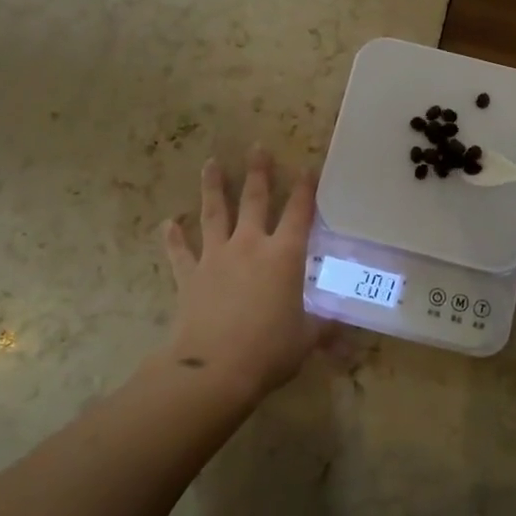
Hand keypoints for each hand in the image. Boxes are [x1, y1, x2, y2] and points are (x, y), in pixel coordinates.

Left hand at [161, 147, 324, 400]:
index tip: (307, 168)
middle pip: (254, 200)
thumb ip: (324, 328)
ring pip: (214, 214)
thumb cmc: (269, 350)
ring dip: (213, 187)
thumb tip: (347, 333)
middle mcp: (250, 246)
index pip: (299, 213)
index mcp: (284, 256)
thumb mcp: (306, 339)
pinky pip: (180, 252)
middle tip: (257, 147)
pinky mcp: (190, 276)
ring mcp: (216, 257)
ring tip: (211, 163)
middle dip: (258, 172)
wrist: (214, 369)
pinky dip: (173, 237)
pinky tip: (168, 223)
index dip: (305, 189)